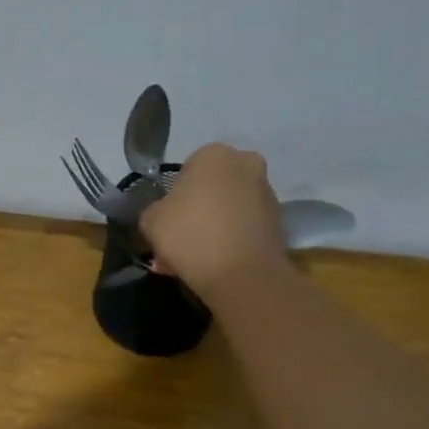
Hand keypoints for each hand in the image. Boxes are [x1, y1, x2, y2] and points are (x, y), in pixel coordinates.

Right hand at [141, 142, 294, 300]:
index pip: (185, 172)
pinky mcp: (278, 220)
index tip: (166, 224)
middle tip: (178, 244)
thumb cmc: (190, 236)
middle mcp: (246, 163)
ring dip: (211, 228)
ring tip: (195, 260)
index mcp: (213, 154)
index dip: (172, 200)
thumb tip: (165, 214)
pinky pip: (243, 227)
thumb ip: (155, 210)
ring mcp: (266, 192)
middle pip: (210, 190)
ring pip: (227, 209)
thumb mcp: (150, 220)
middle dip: (195, 214)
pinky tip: (215, 264)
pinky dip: (230, 241)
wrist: (241, 274)